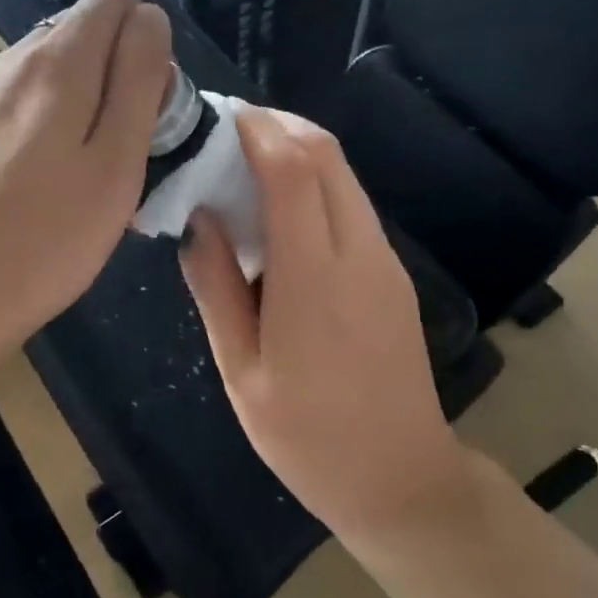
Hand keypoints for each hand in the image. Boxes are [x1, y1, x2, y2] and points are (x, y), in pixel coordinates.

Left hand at [0, 0, 170, 416]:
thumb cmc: (48, 236)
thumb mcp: (117, 159)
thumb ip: (139, 77)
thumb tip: (149, 17)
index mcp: (56, 58)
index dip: (146, 44)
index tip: (148, 109)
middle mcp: (14, 57)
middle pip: (87, 31)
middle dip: (121, 73)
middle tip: (123, 152)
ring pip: (60, 69)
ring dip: (90, 104)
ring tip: (90, 174)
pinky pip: (32, 100)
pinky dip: (57, 124)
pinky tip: (52, 182)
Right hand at [179, 105, 470, 537]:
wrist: (400, 480)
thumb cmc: (306, 437)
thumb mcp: (240, 370)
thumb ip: (216, 288)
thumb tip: (198, 221)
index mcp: (314, 279)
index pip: (292, 171)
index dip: (256, 131)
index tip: (218, 117)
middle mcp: (359, 255)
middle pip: (327, 156)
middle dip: (279, 127)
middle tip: (227, 133)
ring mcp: (384, 263)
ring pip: (344, 177)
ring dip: (298, 153)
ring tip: (244, 165)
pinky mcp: (393, 275)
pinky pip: (352, 206)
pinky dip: (315, 185)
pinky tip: (279, 212)